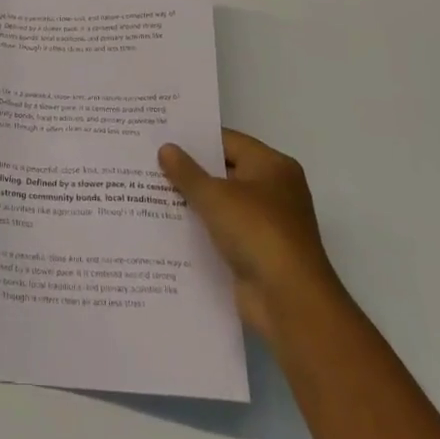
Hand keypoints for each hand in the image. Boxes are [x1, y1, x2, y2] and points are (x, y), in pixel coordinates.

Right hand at [159, 129, 339, 344]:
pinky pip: (223, 232)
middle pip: (225, 172)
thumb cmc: (257, 232)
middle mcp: (274, 190)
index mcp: (272, 166)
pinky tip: (169, 228)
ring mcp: (267, 224)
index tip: (161, 137)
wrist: (289, 301)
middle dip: (190, 171)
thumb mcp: (215, 196)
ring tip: (151, 192)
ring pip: (222, 204)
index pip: (228, 141)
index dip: (195, 140)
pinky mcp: (258, 253)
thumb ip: (187, 172)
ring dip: (194, 202)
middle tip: (150, 162)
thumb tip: (165, 148)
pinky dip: (202, 230)